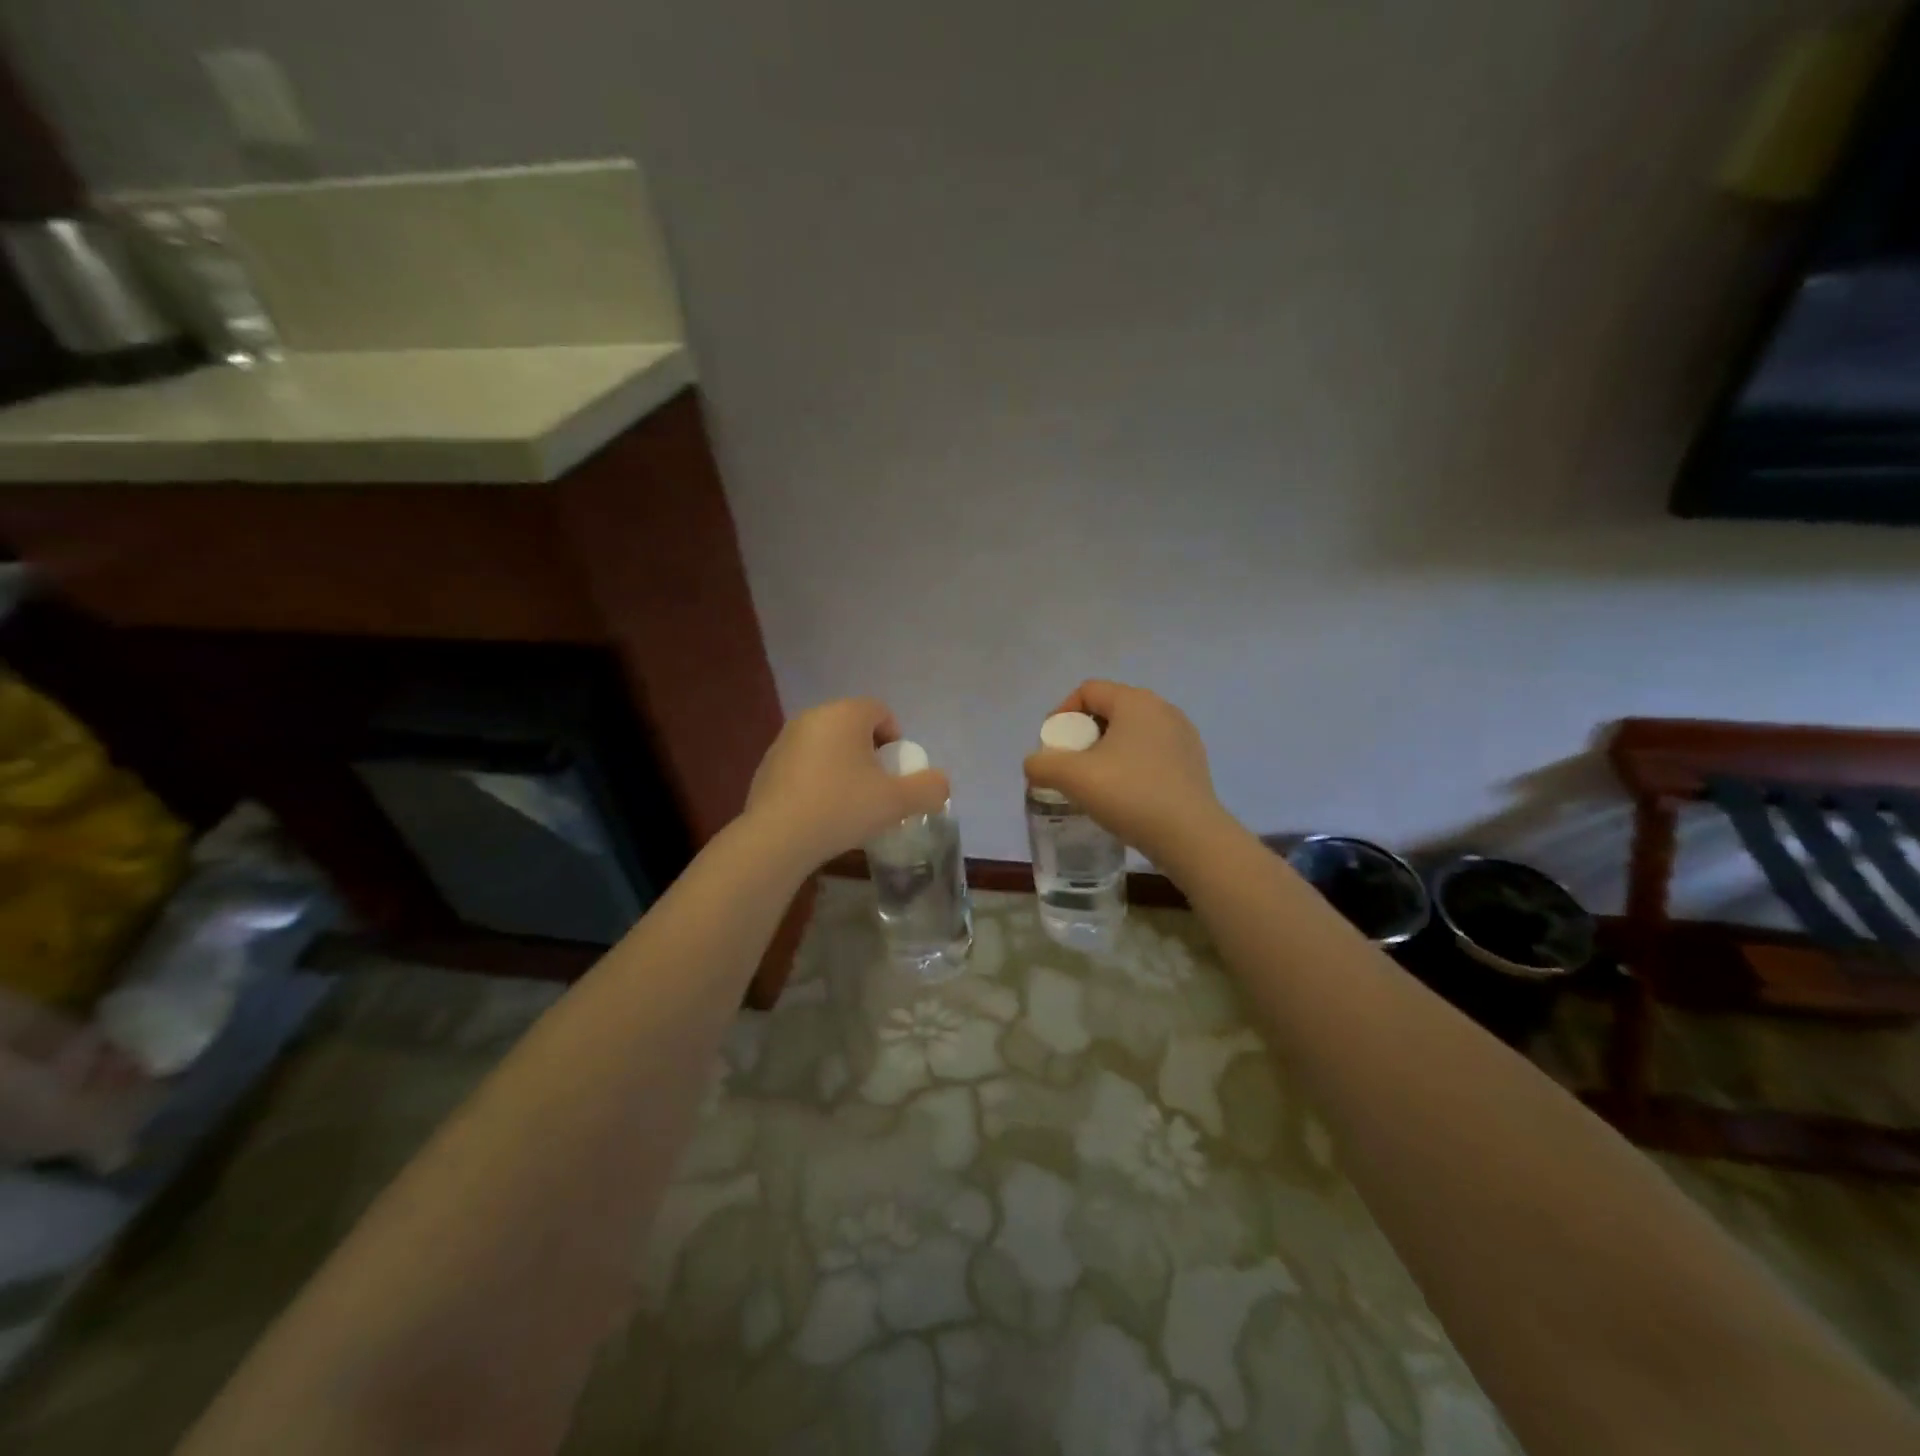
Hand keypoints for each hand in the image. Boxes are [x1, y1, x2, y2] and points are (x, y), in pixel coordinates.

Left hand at [744, 698, 950, 869]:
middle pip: (853, 728)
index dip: (895, 740)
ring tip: (848, 803)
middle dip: (869, 754)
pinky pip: (804, 765)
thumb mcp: (898, 802)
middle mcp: (813, 717)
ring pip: (827, 746)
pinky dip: (817, 780)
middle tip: (877, 788)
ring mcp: (784, 740)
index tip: (896, 773)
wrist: (777, 838)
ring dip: (842, 767)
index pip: (880, 711)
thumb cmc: (842, 808)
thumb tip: (940, 783)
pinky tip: (820, 812)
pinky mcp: (767, 766)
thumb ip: (929, 788)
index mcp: (845, 714)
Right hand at [1024, 680, 1231, 863]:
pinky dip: (1131, 765)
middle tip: (1069, 765)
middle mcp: (1163, 709)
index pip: (1088, 691)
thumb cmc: (1129, 794)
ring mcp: (1183, 736)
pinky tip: (1125, 794)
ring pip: (1131, 733)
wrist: (1190, 836)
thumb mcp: (1073, 777)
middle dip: (1083, 734)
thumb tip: (1034, 764)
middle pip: (1110, 710)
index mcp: (1135, 701)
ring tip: (1094, 782)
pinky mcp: (1193, 763)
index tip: (1052, 746)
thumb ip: (1042, 764)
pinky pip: (1151, 753)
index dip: (1062, 713)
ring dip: (1107, 751)